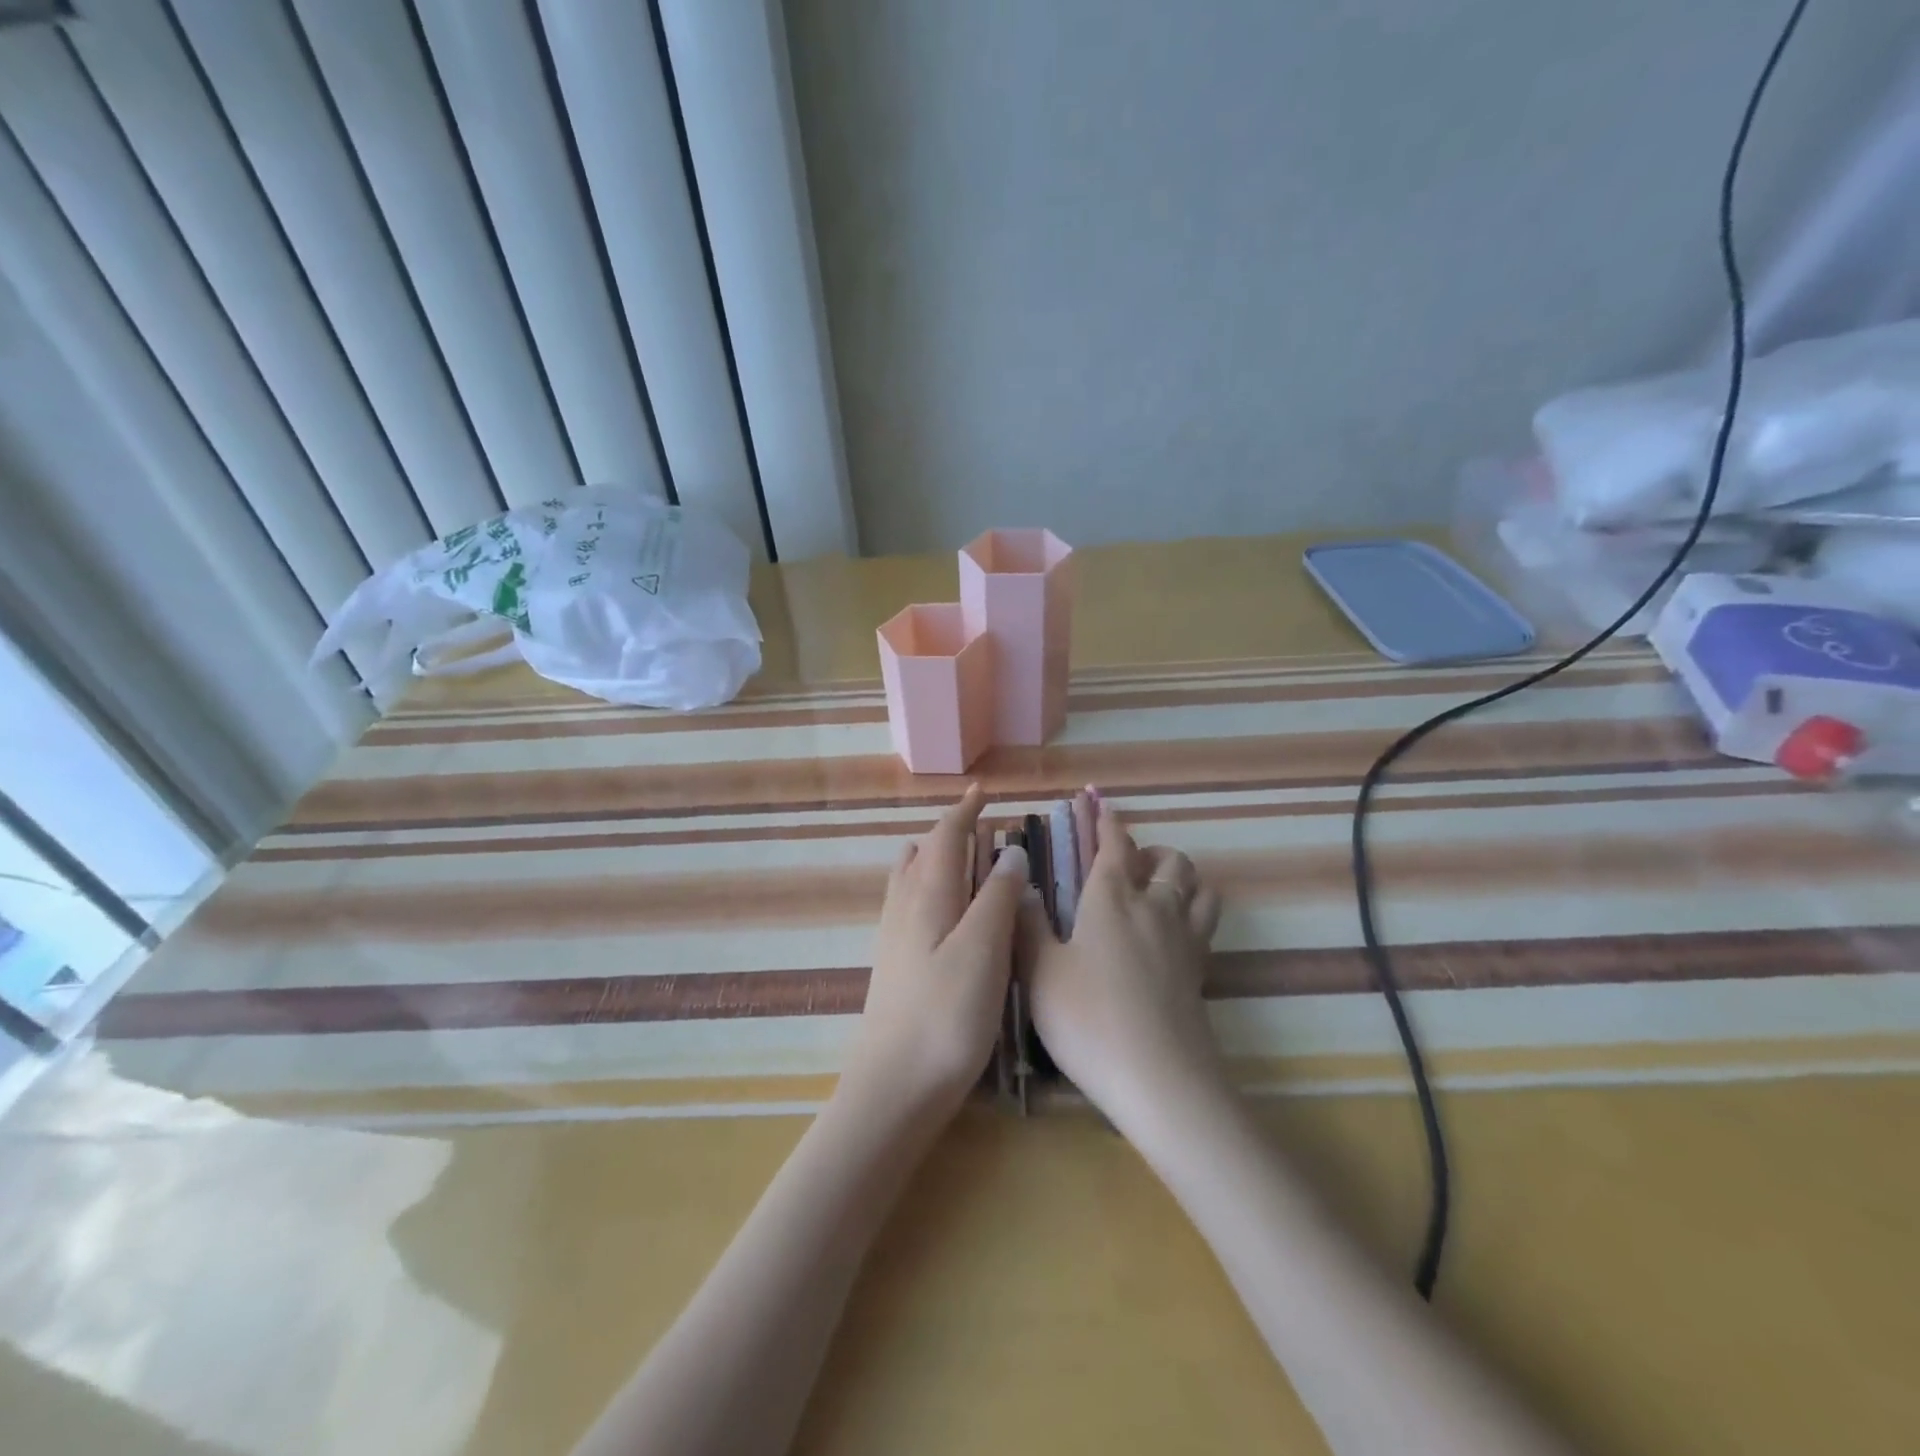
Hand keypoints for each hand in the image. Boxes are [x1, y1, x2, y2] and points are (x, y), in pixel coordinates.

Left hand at [842, 786, 1026, 1122]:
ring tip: (961, 856)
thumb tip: (1009, 851)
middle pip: (923, 853)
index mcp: (927, 895)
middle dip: (950, 832)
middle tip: (981, 824)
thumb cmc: (946, 1015)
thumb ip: (996, 896)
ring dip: (935, 857)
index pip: (944, 836)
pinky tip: (943, 910)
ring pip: (911, 878)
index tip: (982, 791)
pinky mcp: (894, 964)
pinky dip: (929, 887)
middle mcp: (904, 906)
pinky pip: (909, 903)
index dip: (964, 811)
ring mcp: (894, 936)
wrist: (893, 1086)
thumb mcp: (984, 950)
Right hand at [1020, 792, 1225, 1138]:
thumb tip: (1021, 885)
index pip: (1114, 843)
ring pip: (1197, 885)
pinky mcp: (1202, 970)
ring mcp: (1185, 938)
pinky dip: (1193, 909)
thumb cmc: (1088, 1020)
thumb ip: (1028, 924)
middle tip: (1124, 865)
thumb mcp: (1040, 973)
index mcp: (1111, 898)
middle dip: (1148, 850)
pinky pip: (1206, 921)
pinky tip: (1172, 931)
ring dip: (1179, 875)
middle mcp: (1155, 906)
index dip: (1105, 819)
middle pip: (1168, 859)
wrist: (1159, 1081)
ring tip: (1156, 890)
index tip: (1096, 800)